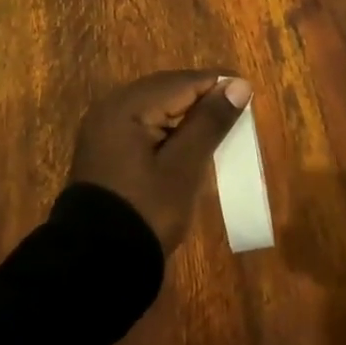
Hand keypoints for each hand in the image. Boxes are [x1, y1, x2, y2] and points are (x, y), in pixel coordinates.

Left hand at [71, 70, 252, 252]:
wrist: (96, 262)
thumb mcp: (184, 167)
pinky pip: (141, 123)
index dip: (217, 84)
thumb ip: (210, 122)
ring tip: (218, 122)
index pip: (181, 82)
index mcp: (126, 106)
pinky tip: (187, 140)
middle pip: (165, 89)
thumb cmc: (146, 210)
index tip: (249, 91)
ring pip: (154, 105)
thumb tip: (239, 85)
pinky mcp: (105, 148)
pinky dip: (167, 126)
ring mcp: (103, 128)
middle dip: (201, 95)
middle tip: (237, 106)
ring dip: (185, 111)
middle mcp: (110, 107)